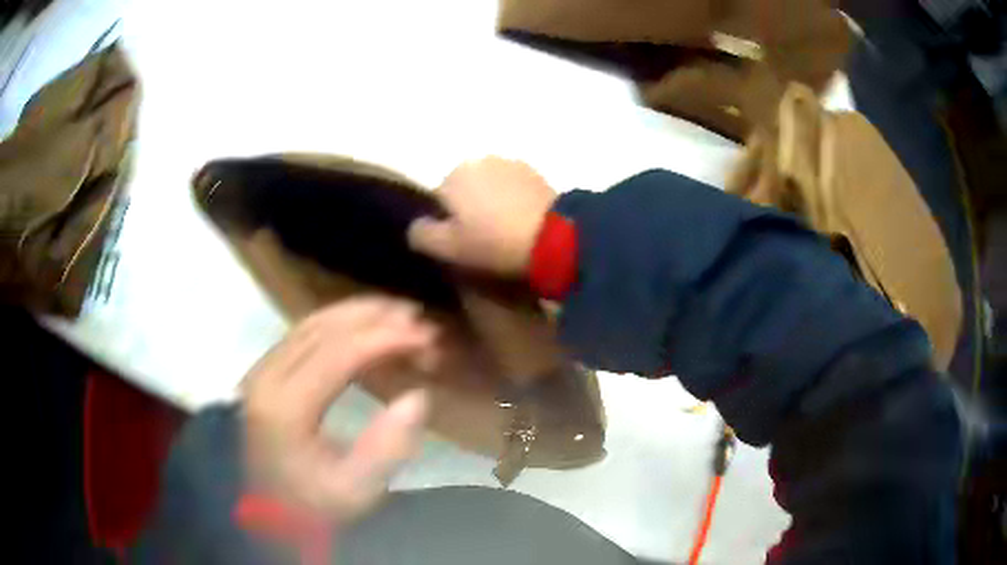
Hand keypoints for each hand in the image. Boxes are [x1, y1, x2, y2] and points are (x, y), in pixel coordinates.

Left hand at [241, 297, 435, 518]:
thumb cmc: (310, 506)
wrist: (264, 511)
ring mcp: (261, 369)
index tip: (427, 336)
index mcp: (285, 406)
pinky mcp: (264, 371)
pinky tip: (363, 327)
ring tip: (399, 314)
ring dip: (357, 314)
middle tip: (420, 319)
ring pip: (312, 323)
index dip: (386, 338)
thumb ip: (387, 447)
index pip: (339, 353)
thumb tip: (418, 395)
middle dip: (376, 317)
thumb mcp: (354, 490)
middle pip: (324, 327)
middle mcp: (267, 375)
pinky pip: (303, 333)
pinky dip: (339, 324)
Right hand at [407, 157, 556, 275]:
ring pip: (491, 187)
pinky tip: (524, 221)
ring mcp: (511, 162)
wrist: (553, 237)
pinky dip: (514, 201)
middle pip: (466, 189)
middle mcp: (480, 159)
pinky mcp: (537, 173)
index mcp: (454, 174)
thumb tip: (415, 226)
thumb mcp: (448, 248)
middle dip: (471, 209)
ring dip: (493, 203)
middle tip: (485, 239)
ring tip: (507, 231)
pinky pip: (514, 188)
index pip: (439, 199)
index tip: (463, 243)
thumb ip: (422, 235)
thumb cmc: (493, 242)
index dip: (449, 223)